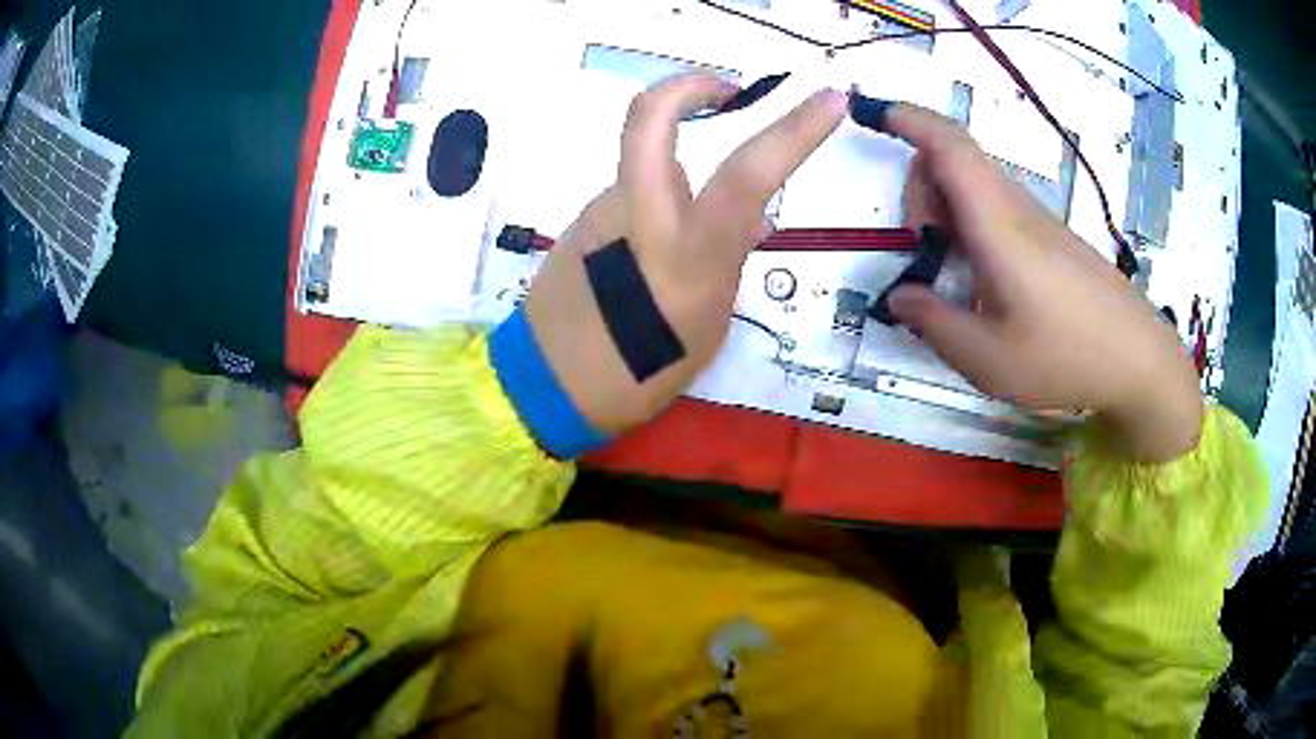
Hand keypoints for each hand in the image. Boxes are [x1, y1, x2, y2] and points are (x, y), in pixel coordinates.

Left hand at [525, 75, 846, 433]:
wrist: (548, 385)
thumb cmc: (641, 374)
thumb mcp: (708, 325)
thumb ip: (726, 261)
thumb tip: (749, 221)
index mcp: (689, 254)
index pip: (749, 174)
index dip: (795, 130)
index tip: (829, 100)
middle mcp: (640, 215)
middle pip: (649, 118)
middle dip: (689, 86)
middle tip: (724, 92)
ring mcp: (601, 211)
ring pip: (649, 169)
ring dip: (677, 182)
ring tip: (679, 246)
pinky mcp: (579, 221)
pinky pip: (631, 199)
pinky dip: (653, 211)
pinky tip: (646, 259)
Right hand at [882, 105, 1202, 462]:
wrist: (1140, 362)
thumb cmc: (1068, 359)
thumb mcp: (989, 360)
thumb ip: (934, 324)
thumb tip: (898, 296)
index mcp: (1000, 227)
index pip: (951, 147)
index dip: (909, 120)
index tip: (873, 111)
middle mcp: (1018, 209)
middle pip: (954, 162)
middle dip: (920, 190)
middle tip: (923, 255)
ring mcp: (1040, 221)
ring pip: (975, 185)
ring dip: (947, 213)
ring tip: (956, 278)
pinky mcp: (1054, 238)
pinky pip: (998, 209)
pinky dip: (973, 228)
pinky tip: (988, 285)